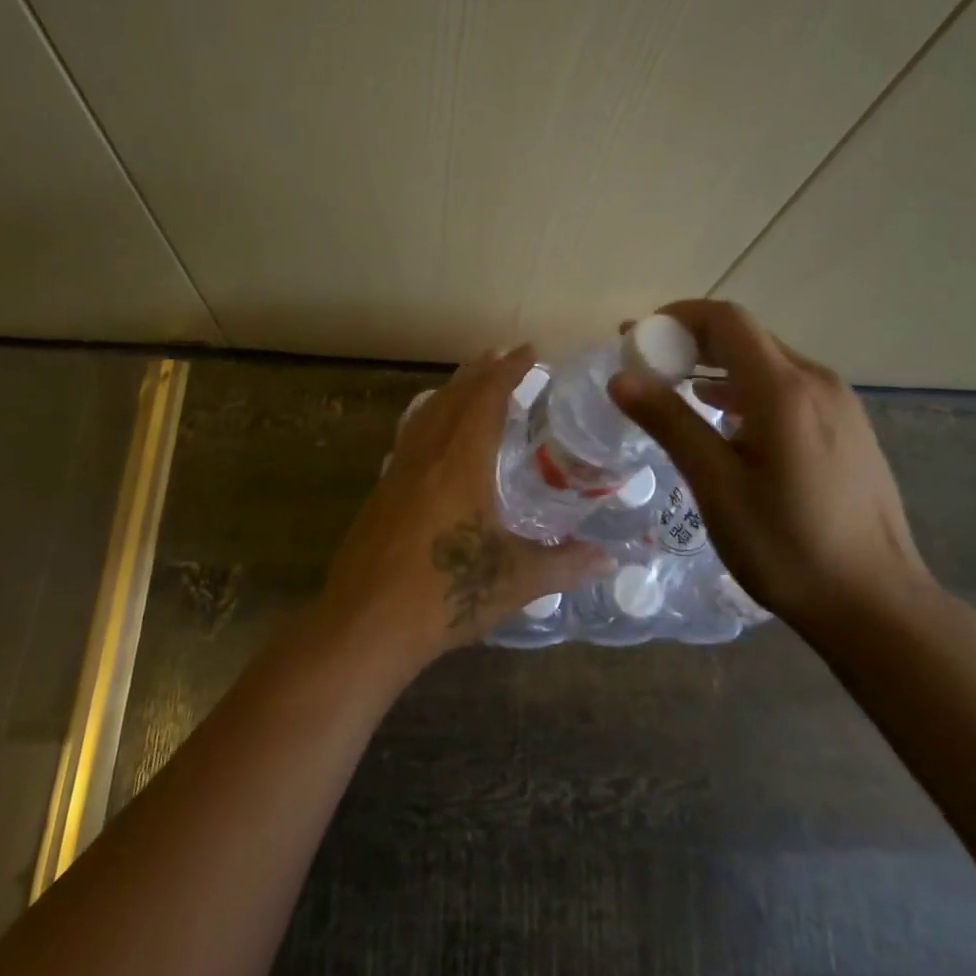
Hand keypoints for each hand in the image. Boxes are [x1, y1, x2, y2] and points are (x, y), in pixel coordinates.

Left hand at [317, 345, 608, 672]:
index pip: (487, 399)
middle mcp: (427, 455)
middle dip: (480, 371)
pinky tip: (431, 432)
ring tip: (470, 380)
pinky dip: (428, 416)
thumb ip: (565, 564)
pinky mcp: (380, 492)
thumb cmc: (446, 595)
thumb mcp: (515, 581)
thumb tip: (610, 561)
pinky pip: (409, 435)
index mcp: (461, 463)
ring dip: (451, 389)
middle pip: (454, 396)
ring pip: (426, 412)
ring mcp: (397, 471)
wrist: (365, 625)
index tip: (529, 350)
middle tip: (502, 355)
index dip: (509, 370)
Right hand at [608, 300, 929, 638]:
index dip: (676, 317)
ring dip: (717, 363)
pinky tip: (725, 416)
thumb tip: (621, 378)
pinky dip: (745, 385)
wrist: (878, 605)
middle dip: (690, 340)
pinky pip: (787, 385)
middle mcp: (816, 381)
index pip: (725, 320)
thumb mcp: (717, 486)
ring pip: (767, 360)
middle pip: (745, 335)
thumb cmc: (789, 547)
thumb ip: (670, 423)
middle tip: (646, 364)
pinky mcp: (847, 426)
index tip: (637, 338)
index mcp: (783, 389)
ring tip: (675, 387)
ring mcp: (838, 403)